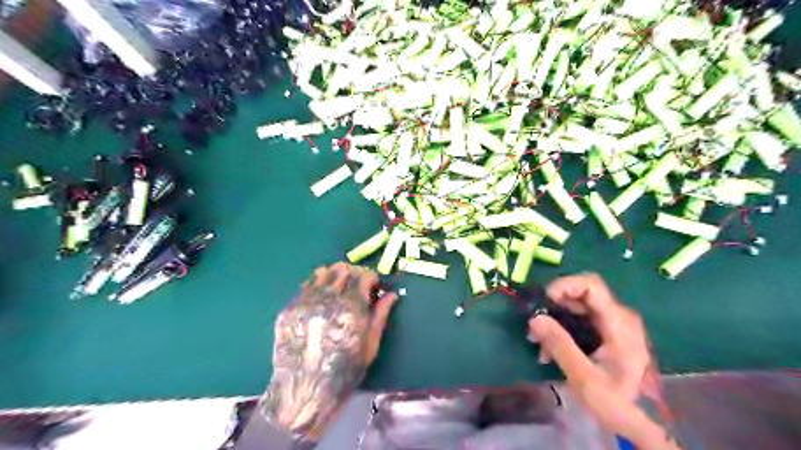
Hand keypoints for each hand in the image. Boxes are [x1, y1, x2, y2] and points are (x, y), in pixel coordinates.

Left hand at [263, 262, 399, 440]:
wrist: (305, 391)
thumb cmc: (345, 370)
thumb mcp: (370, 344)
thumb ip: (380, 315)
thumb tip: (391, 295)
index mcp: (353, 307)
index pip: (363, 275)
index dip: (371, 278)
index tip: (373, 286)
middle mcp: (329, 298)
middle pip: (343, 269)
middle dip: (353, 274)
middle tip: (355, 287)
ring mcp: (307, 302)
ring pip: (322, 272)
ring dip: (333, 276)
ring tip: (337, 289)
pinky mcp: (290, 308)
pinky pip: (305, 285)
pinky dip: (316, 285)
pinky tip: (319, 299)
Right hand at [530, 275, 680, 449]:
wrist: (642, 425)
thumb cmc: (618, 402)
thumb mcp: (584, 377)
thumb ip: (560, 345)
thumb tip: (534, 318)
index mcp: (619, 322)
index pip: (591, 285)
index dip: (564, 285)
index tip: (543, 302)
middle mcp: (618, 317)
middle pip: (581, 295)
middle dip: (553, 306)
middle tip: (534, 327)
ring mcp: (613, 325)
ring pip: (577, 308)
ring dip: (555, 320)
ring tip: (538, 344)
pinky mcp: (607, 334)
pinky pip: (580, 321)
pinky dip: (562, 329)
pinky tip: (550, 350)